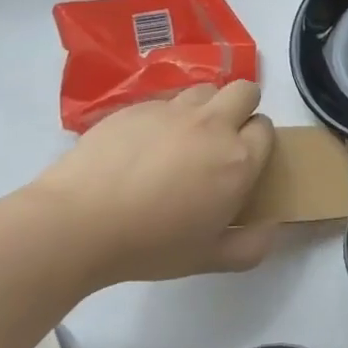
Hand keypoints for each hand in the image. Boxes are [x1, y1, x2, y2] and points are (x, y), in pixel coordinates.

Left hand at [28, 81, 278, 287]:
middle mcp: (213, 125)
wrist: (76, 225)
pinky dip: (166, 116)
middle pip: (245, 91)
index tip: (241, 161)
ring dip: (206, 106)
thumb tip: (271, 229)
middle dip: (242, 107)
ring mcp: (173, 112)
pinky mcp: (136, 107)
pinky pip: (165, 100)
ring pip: (206, 89)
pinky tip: (144, 145)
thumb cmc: (150, 245)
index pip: (266, 128)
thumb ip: (250, 247)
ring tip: (185, 136)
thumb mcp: (208, 259)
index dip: (256, 141)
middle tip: (221, 138)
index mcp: (239, 159)